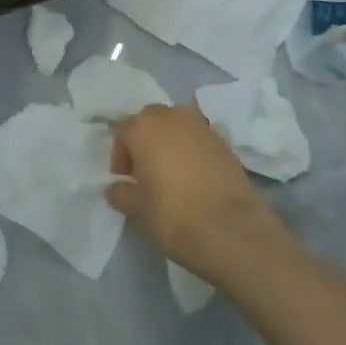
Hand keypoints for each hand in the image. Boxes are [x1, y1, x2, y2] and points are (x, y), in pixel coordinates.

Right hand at [109, 105, 289, 284]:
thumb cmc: (173, 214)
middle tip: (146, 171)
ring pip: (177, 124)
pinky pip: (198, 138)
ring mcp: (200, 125)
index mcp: (144, 127)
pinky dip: (192, 149)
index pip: (123, 132)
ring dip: (170, 140)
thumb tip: (116, 188)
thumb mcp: (138, 209)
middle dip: (145, 140)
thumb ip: (121, 193)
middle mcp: (171, 117)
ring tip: (171, 171)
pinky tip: (195, 175)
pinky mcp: (224, 140)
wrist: (230, 228)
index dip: (121, 156)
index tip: (125, 180)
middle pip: (150, 120)